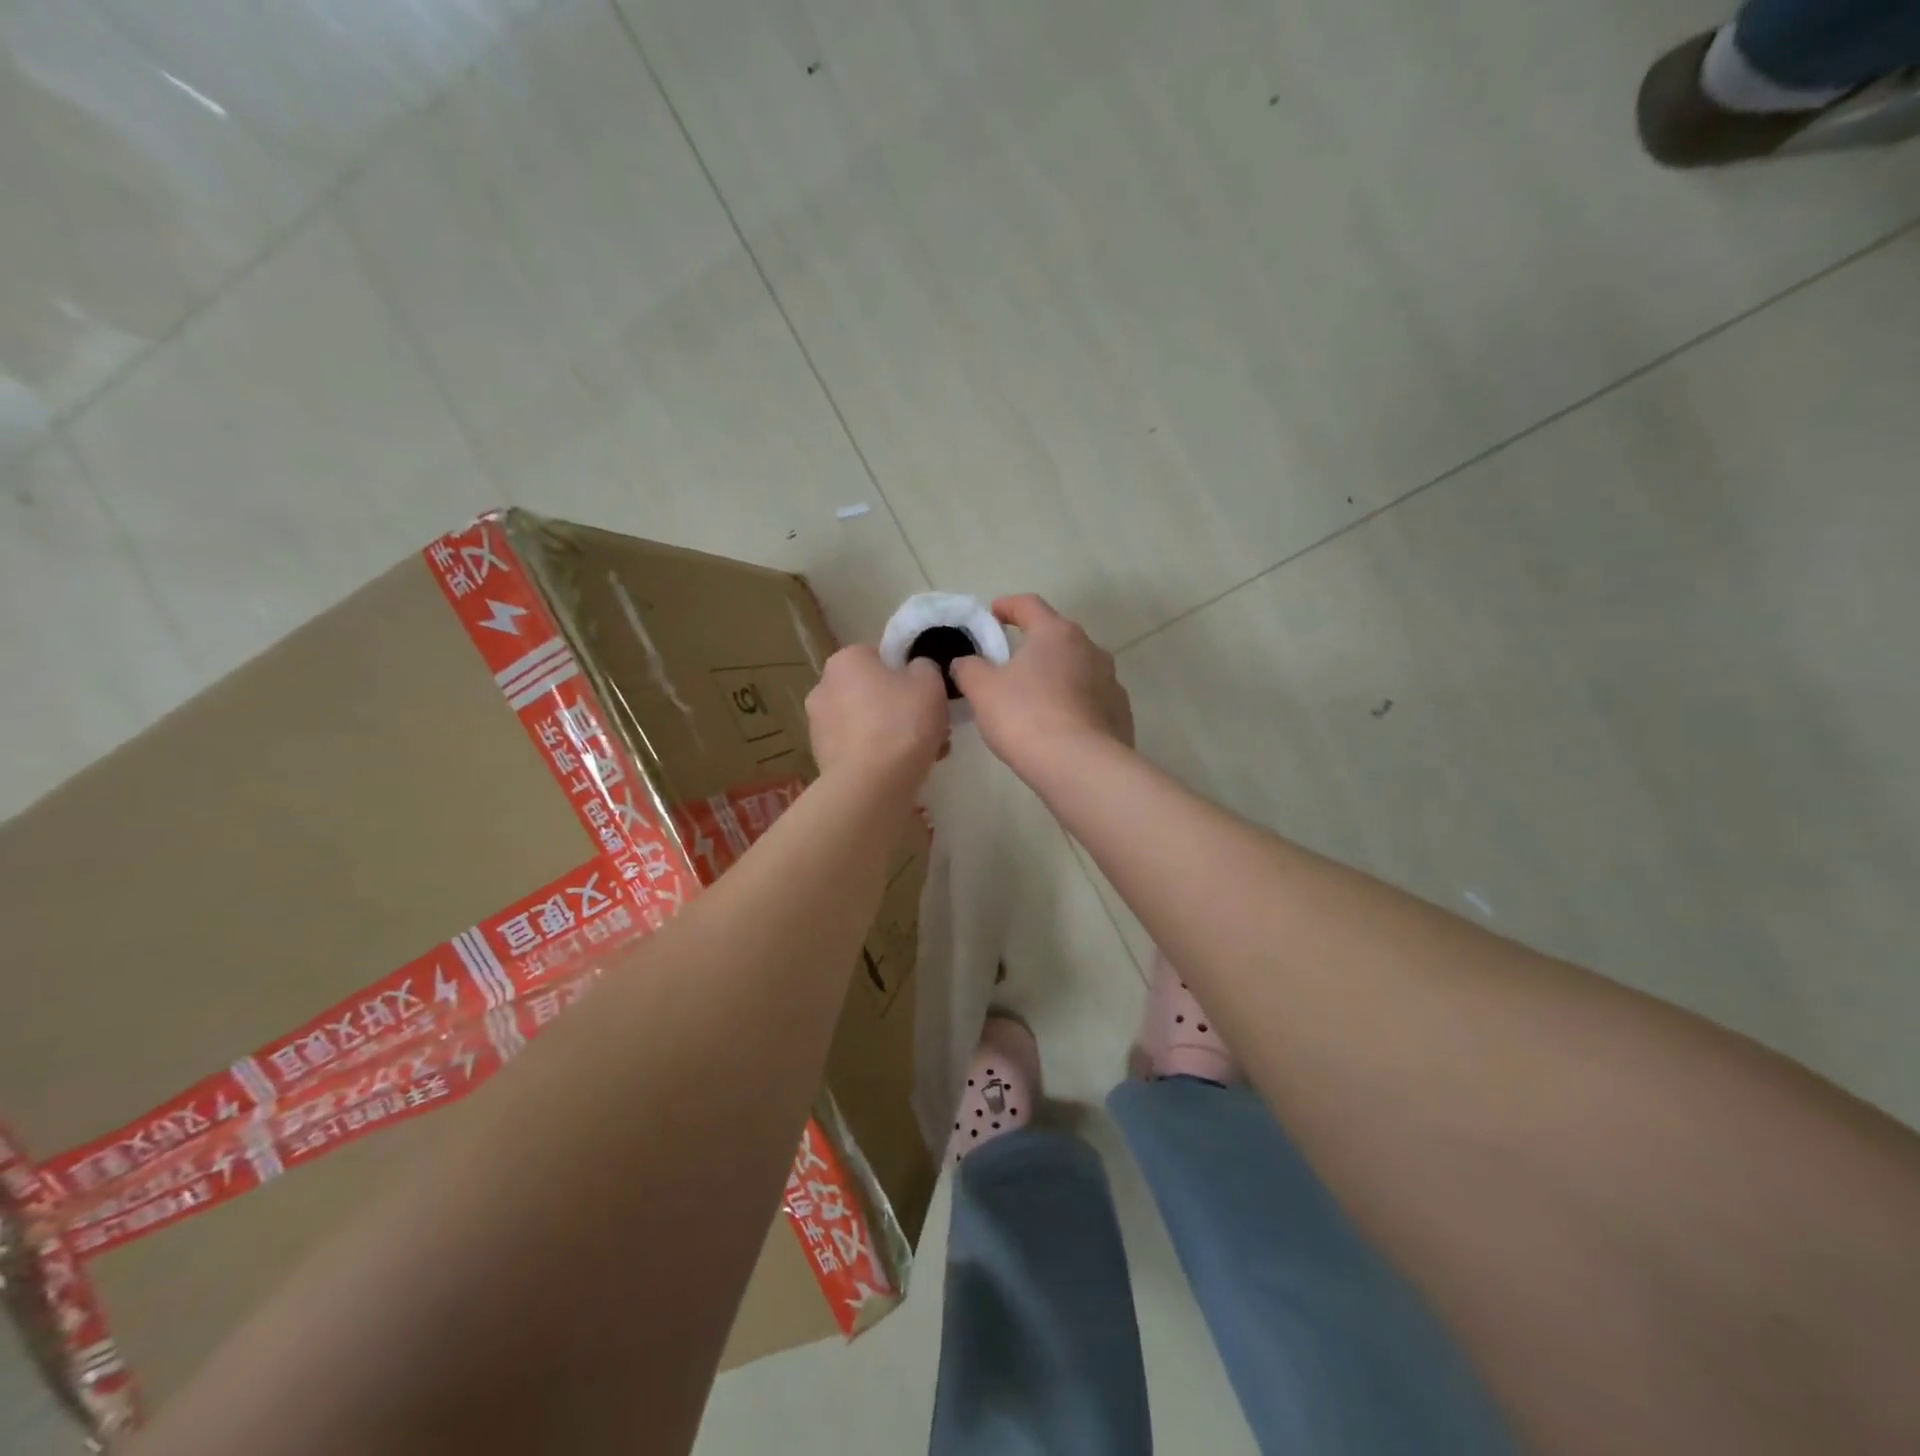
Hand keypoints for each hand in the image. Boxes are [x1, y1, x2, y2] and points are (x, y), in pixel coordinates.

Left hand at [806, 645, 948, 784]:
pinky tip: (906, 770)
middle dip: (900, 708)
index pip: (879, 657)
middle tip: (932, 726)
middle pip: (872, 692)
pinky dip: (880, 756)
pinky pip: (860, 750)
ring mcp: (819, 726)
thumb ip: (925, 667)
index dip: (907, 674)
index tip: (927, 694)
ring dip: (893, 734)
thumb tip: (916, 671)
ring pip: (868, 724)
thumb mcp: (930, 681)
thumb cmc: (901, 722)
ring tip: (928, 753)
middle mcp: (823, 688)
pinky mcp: (823, 759)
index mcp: (845, 660)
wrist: (872, 784)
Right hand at [950, 595, 1132, 778]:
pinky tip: (1059, 727)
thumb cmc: (1025, 717)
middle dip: (1033, 646)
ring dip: (1056, 676)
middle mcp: (1090, 648)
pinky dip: (1073, 705)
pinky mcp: (1120, 713)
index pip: (1029, 605)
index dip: (1008, 606)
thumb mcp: (982, 690)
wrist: (1080, 766)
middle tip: (1009, 664)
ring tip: (1034, 700)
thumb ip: (969, 668)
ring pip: (1077, 670)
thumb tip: (966, 662)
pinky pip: (1091, 701)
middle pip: (1057, 638)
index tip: (993, 613)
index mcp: (1056, 633)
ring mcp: (1111, 681)